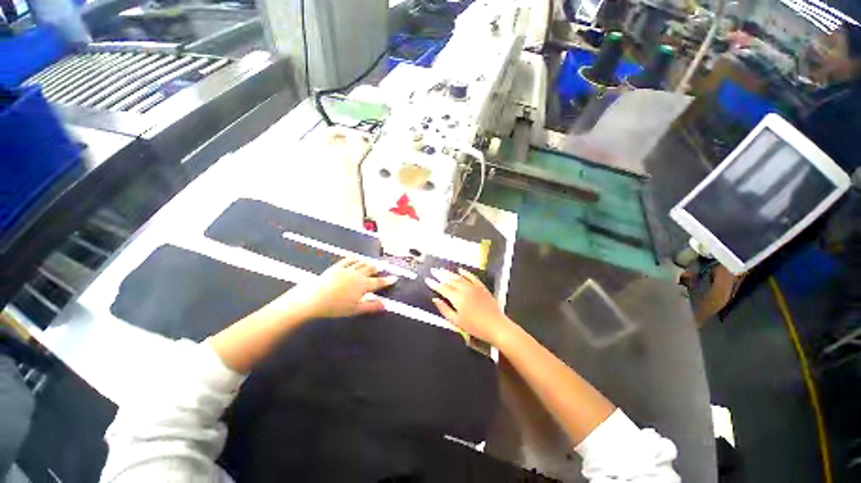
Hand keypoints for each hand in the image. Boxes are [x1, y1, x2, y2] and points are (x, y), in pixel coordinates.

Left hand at [280, 258, 397, 319]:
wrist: (313, 298)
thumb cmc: (335, 307)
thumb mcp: (355, 310)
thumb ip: (371, 307)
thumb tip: (384, 305)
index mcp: (363, 285)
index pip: (379, 282)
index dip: (388, 280)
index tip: (395, 278)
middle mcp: (357, 274)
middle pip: (370, 269)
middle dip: (377, 269)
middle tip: (380, 269)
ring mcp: (347, 269)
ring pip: (361, 263)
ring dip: (367, 263)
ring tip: (371, 264)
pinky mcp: (336, 267)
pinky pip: (348, 260)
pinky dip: (354, 259)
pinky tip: (356, 258)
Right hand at [425, 267, 515, 345]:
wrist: (496, 326)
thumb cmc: (475, 327)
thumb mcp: (456, 322)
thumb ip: (444, 309)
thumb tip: (435, 300)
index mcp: (457, 298)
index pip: (442, 288)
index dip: (434, 283)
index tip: (428, 280)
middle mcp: (465, 290)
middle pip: (450, 279)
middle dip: (440, 274)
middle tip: (433, 270)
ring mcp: (474, 287)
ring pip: (459, 277)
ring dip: (450, 272)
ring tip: (442, 269)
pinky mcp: (481, 287)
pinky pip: (472, 277)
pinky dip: (465, 272)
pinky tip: (460, 270)